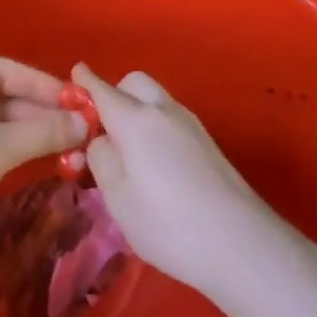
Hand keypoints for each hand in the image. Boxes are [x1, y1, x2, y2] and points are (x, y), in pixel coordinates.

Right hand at [74, 63, 285, 302]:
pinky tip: (154, 164)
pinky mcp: (208, 143)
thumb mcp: (118, 198)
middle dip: (116, 93)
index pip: (104, 90)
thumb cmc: (168, 224)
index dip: (86, 82)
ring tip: (127, 153)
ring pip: (156, 100)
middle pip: (135, 83)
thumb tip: (102, 140)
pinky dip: (155, 126)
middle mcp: (165, 112)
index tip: (75, 73)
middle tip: (103, 128)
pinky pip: (171, 119)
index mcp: (136, 121)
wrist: (240, 243)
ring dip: (137, 110)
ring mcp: (191, 125)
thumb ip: (102, 159)